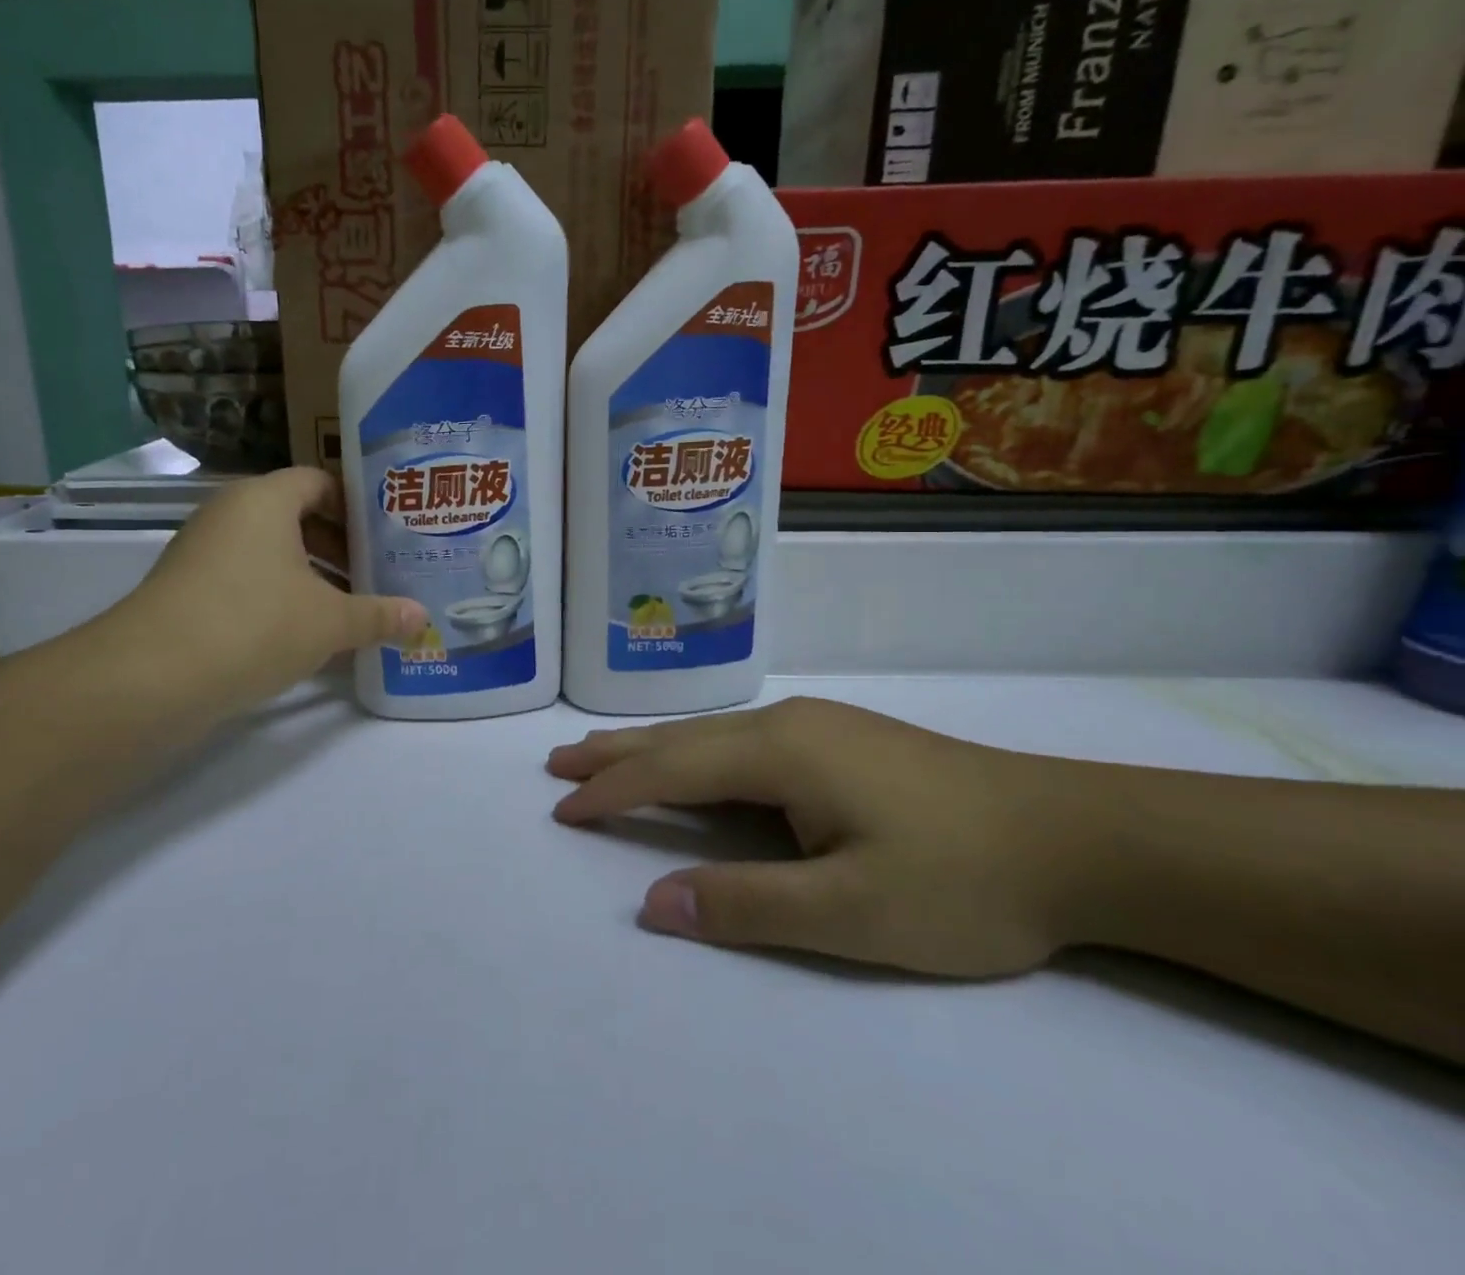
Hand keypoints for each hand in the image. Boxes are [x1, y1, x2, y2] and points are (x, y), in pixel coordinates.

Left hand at [97, 468, 424, 716]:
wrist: (151, 678)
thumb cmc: (254, 624)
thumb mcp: (330, 622)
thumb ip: (379, 616)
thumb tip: (422, 618)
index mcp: (264, 500)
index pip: (319, 481)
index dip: (356, 505)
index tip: (386, 535)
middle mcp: (229, 515)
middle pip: (295, 517)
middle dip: (339, 547)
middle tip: (377, 573)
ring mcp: (202, 553)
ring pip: (270, 553)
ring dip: (311, 577)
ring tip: (350, 608)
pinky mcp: (186, 591)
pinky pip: (246, 581)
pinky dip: (278, 598)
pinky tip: (306, 635)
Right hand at [548, 698, 1089, 977]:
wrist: (1077, 836)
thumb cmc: (962, 878)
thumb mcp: (851, 913)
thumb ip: (745, 905)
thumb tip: (652, 903)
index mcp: (779, 753)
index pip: (670, 770)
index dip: (612, 792)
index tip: (562, 810)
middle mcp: (786, 724)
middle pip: (681, 738)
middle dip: (615, 753)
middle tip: (559, 762)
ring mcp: (816, 726)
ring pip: (711, 734)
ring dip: (653, 748)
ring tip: (605, 755)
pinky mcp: (840, 739)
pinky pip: (740, 740)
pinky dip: (695, 752)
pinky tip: (695, 760)